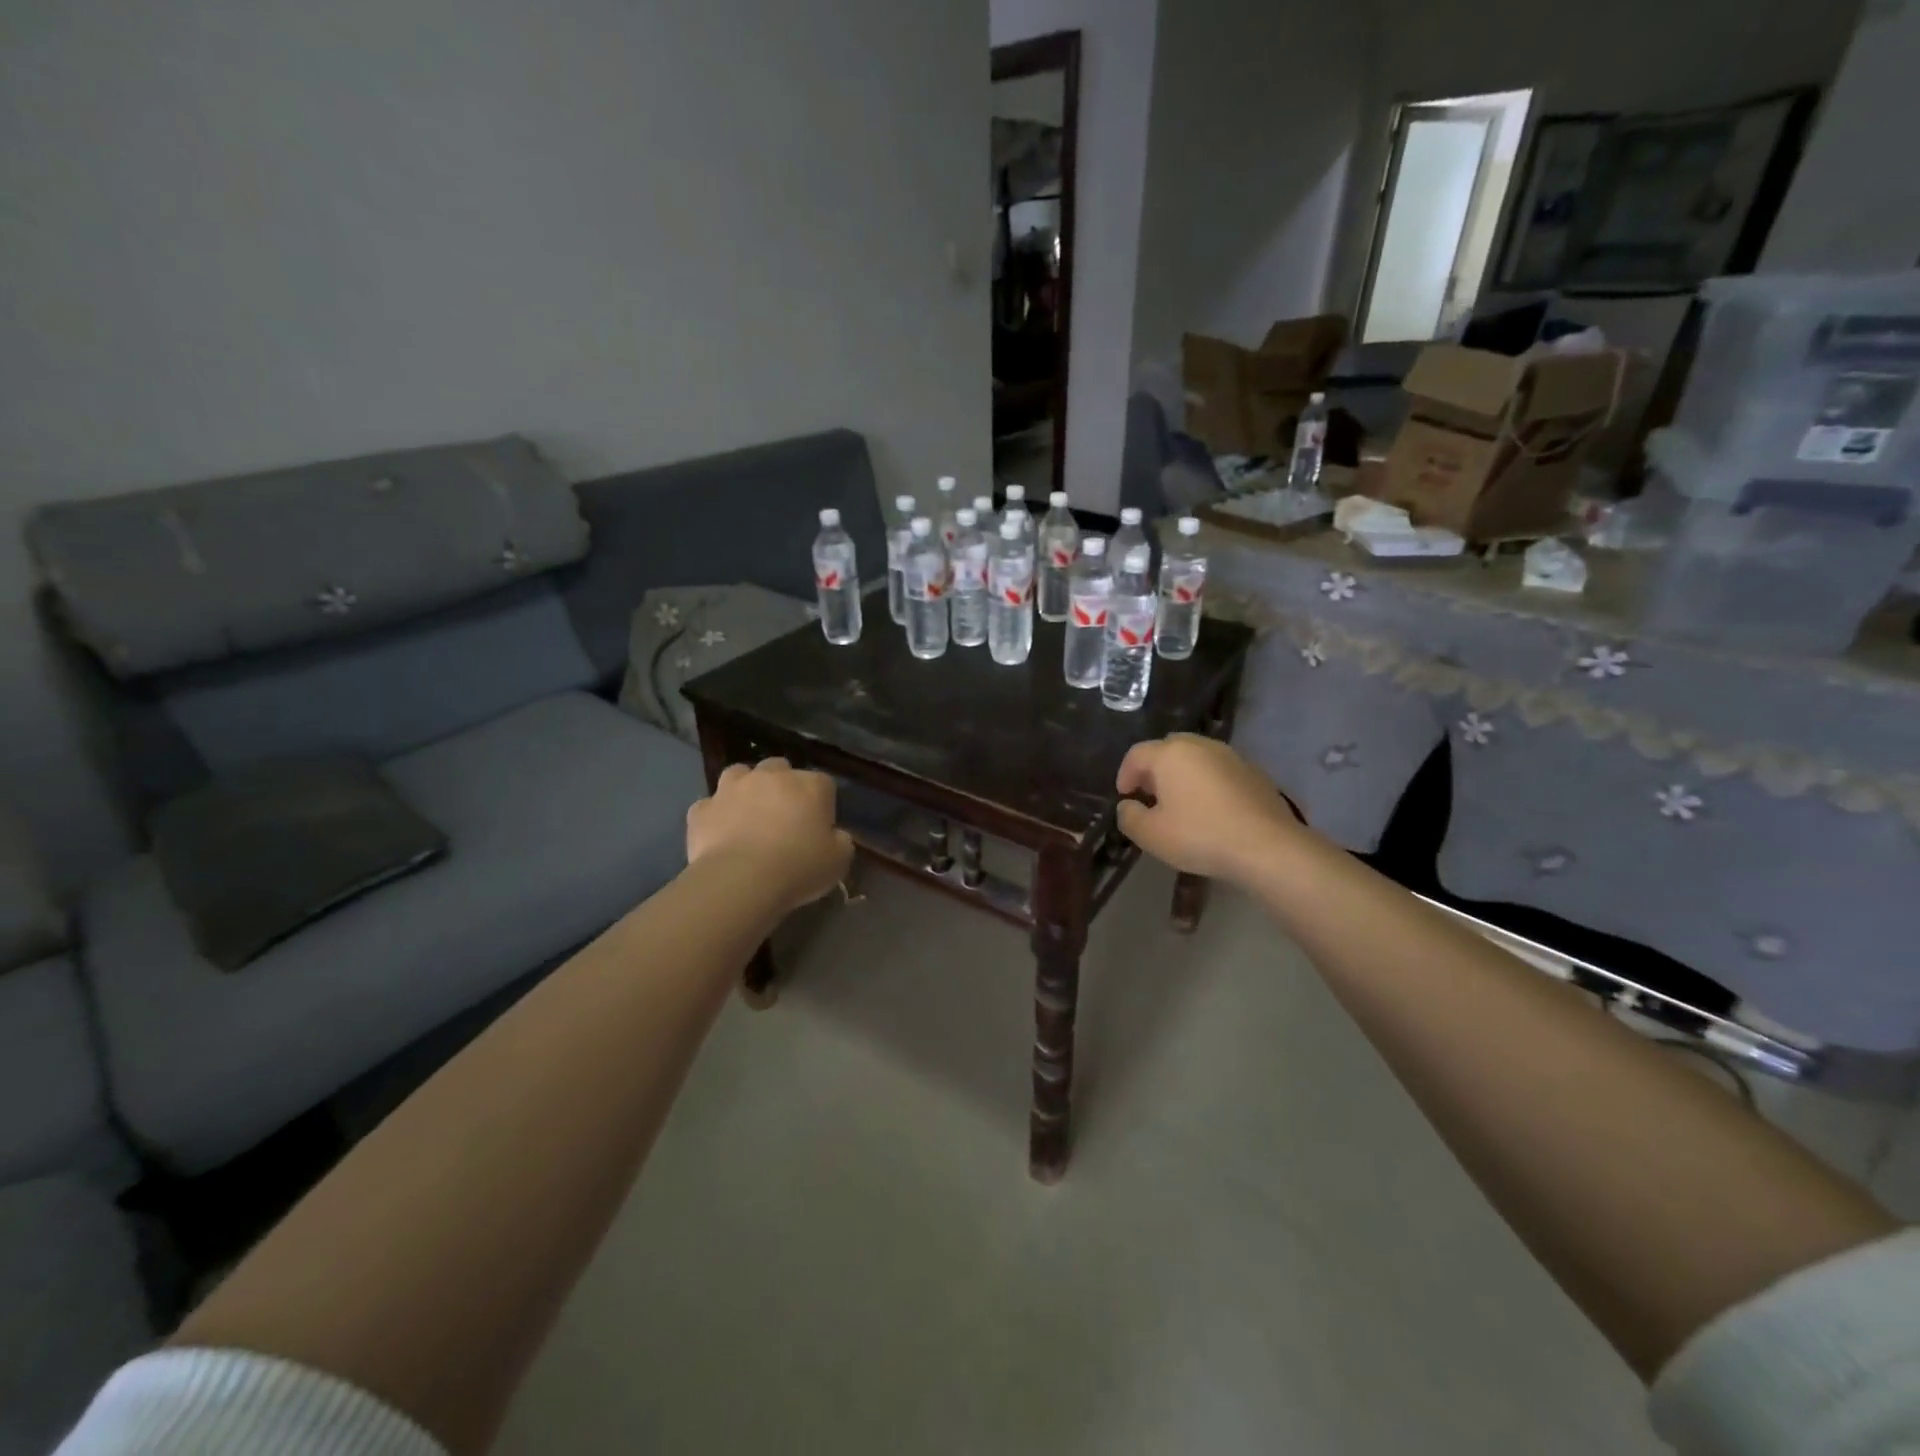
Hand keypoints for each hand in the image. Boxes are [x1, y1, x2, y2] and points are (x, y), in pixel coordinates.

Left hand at [686, 759, 853, 912]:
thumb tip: (835, 835)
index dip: (822, 804)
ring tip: (747, 814)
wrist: (741, 880)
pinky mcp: (702, 809)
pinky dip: (715, 815)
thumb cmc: (799, 867)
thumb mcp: (839, 860)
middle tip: (783, 816)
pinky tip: (719, 834)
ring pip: (739, 774)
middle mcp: (771, 776)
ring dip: (745, 788)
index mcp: (810, 785)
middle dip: (782, 786)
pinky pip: (710, 806)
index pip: (823, 784)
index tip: (820, 827)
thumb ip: (841, 841)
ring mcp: (732, 788)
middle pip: (780, 768)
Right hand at [1115, 734, 1304, 883]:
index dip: (1125, 775)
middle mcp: (1200, 745)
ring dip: (1182, 775)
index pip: (1136, 754)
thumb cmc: (1200, 835)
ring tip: (1181, 803)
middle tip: (1151, 796)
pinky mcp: (1253, 772)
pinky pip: (1219, 771)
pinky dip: (1208, 782)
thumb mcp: (1151, 835)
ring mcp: (1230, 756)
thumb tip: (1127, 806)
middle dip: (1154, 770)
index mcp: (1170, 754)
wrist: (1267, 846)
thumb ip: (1129, 817)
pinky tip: (1211, 809)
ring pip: (1196, 758)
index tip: (1125, 797)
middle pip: (1168, 749)